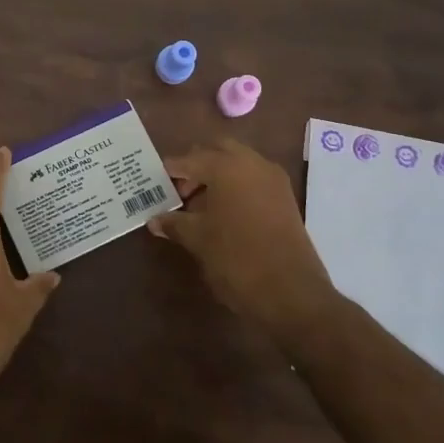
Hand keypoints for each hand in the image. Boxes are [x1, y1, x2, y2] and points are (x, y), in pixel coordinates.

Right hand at [147, 139, 340, 339]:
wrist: (290, 291)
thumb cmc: (236, 258)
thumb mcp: (198, 240)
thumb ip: (174, 223)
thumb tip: (154, 220)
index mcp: (226, 166)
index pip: (189, 159)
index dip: (169, 171)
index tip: (153, 184)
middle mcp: (252, 163)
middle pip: (217, 150)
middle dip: (196, 165)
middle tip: (180, 190)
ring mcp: (273, 179)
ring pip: (238, 163)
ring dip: (217, 176)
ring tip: (198, 205)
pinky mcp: (285, 198)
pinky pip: (254, 179)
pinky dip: (236, 186)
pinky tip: (222, 213)